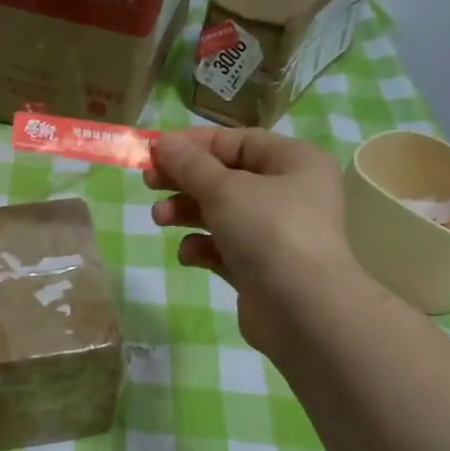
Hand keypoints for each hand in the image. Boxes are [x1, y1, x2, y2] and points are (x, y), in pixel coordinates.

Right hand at [145, 128, 361, 351]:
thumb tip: (162, 142)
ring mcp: (275, 233)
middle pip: (225, 177)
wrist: (302, 309)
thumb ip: (190, 165)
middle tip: (148, 183)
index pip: (237, 141)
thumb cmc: (268, 231)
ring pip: (220, 213)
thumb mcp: (224, 189)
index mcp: (294, 162)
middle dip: (184, 181)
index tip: (155, 152)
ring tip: (159, 219)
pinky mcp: (260, 268)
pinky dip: (203, 247)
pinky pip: (224, 248)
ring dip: (186, 213)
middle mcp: (289, 193)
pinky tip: (191, 255)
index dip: (194, 144)